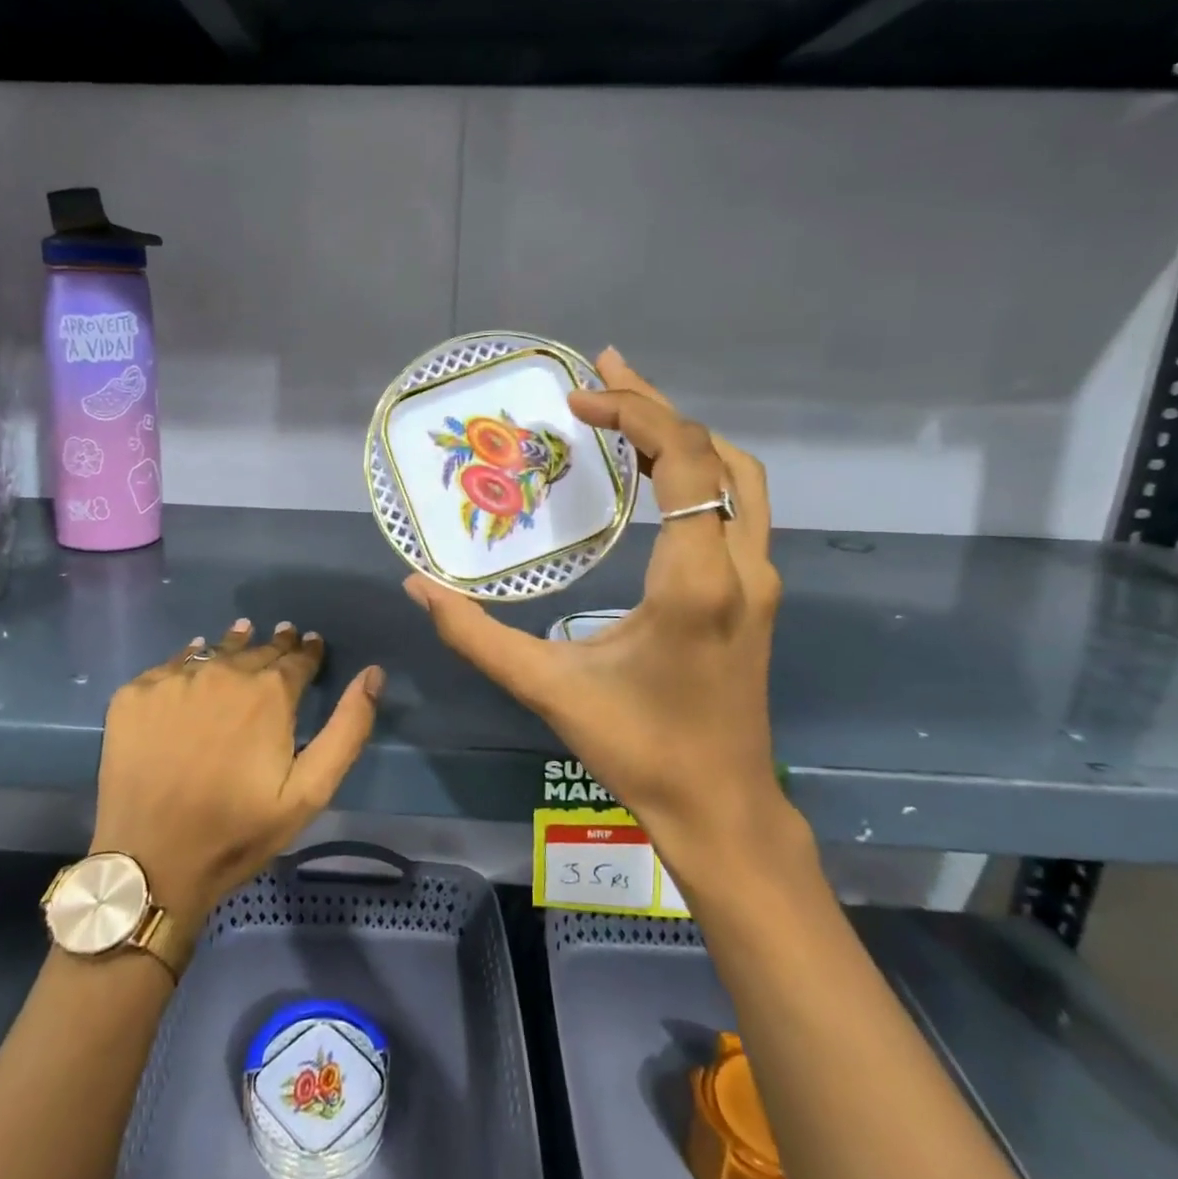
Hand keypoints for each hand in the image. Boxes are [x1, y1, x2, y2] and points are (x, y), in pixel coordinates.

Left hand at [90, 620, 384, 945]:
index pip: (297, 658)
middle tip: (284, 637)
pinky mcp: (135, 694)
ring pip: (215, 651)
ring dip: (235, 644)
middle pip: (257, 649)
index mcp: (269, 692)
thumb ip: (347, 728)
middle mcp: (223, 672)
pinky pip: (171, 665)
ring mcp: (174, 680)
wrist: (151, 862)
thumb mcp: (310, 791)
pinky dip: (189, 660)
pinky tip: (195, 661)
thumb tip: (373, 674)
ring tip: (244, 634)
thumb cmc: (239, 831)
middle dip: (275, 645)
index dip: (308, 651)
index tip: (312, 644)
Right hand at [404, 348, 794, 875]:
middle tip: (601, 371)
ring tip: (628, 407)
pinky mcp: (759, 593)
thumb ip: (474, 635)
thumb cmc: (637, 749)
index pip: (683, 461)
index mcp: (695, 581)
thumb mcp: (546, 688)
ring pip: (738, 476)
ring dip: (685, 434)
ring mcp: (760, 579)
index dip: (635, 413)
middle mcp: (741, 566)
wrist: (723, 807)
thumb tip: (417, 586)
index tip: (579, 399)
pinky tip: (656, 472)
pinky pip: (737, 505)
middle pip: (715, 454)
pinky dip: (700, 470)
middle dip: (656, 405)